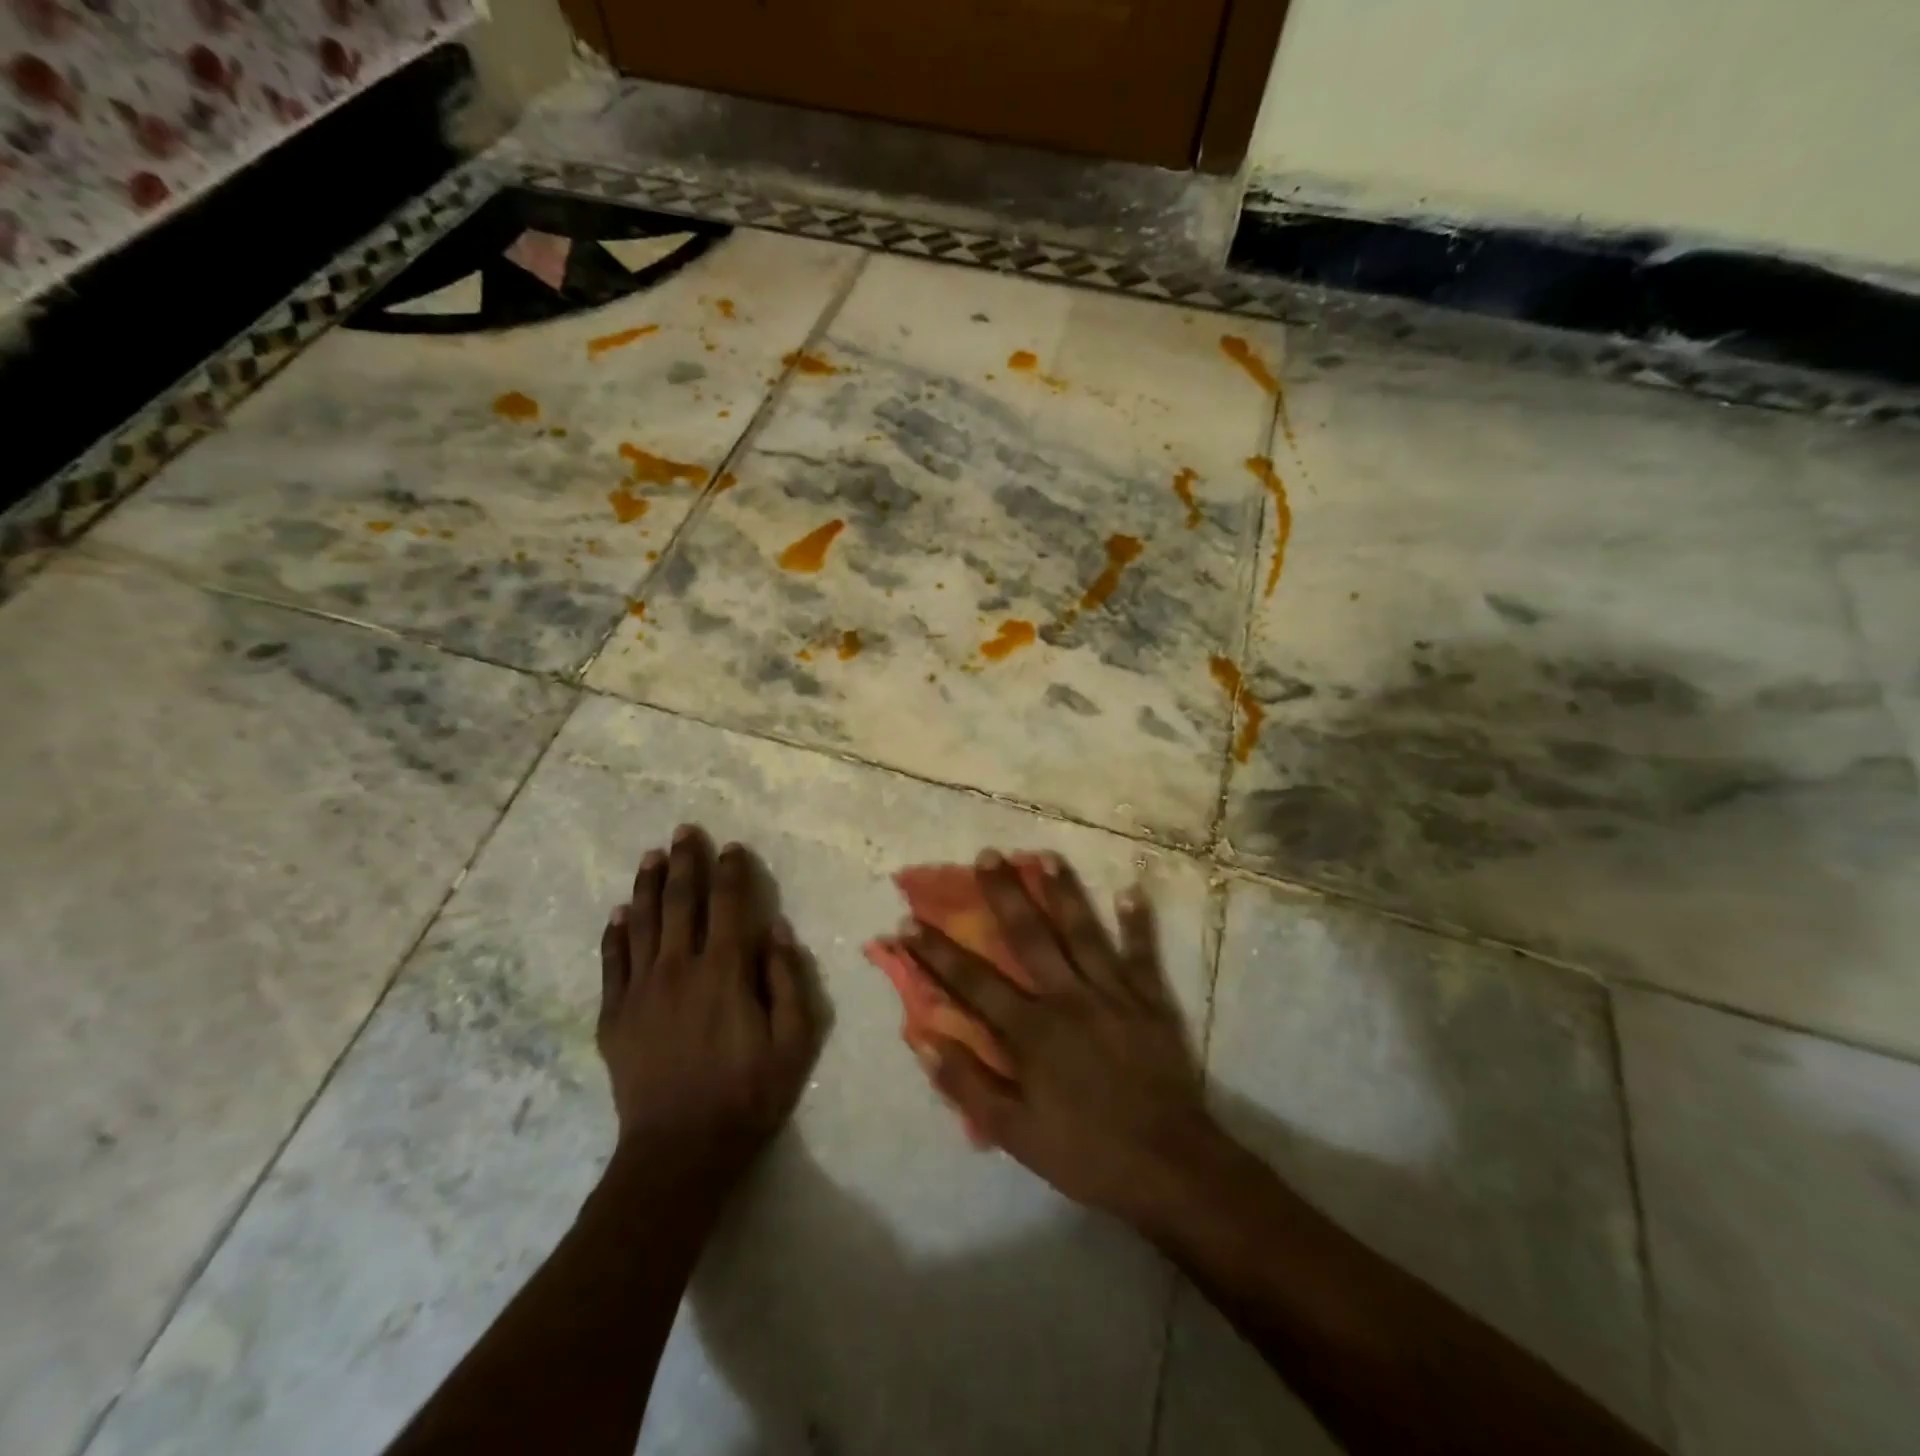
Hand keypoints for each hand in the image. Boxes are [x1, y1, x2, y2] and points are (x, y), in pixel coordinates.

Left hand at [598, 827, 820, 1190]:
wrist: (679, 1151)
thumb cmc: (748, 1093)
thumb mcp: (794, 1040)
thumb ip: (788, 979)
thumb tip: (775, 928)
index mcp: (725, 970)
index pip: (729, 904)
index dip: (732, 871)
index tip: (732, 847)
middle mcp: (680, 967)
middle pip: (682, 901)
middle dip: (686, 861)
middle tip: (685, 831)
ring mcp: (641, 989)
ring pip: (644, 922)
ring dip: (648, 884)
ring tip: (652, 855)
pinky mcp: (615, 1015)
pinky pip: (612, 961)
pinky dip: (616, 932)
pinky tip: (620, 912)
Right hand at [900, 850, 1220, 1226]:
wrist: (1167, 1166)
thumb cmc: (1084, 1152)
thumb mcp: (1013, 1133)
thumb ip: (967, 1084)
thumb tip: (923, 1040)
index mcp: (1031, 1030)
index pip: (972, 981)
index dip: (936, 952)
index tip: (907, 923)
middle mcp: (1067, 998)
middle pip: (1029, 936)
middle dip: (1003, 894)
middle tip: (987, 855)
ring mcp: (1112, 993)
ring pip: (1082, 932)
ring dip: (1063, 892)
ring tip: (1046, 856)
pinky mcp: (1149, 1000)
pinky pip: (1142, 954)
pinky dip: (1137, 923)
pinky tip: (1131, 890)